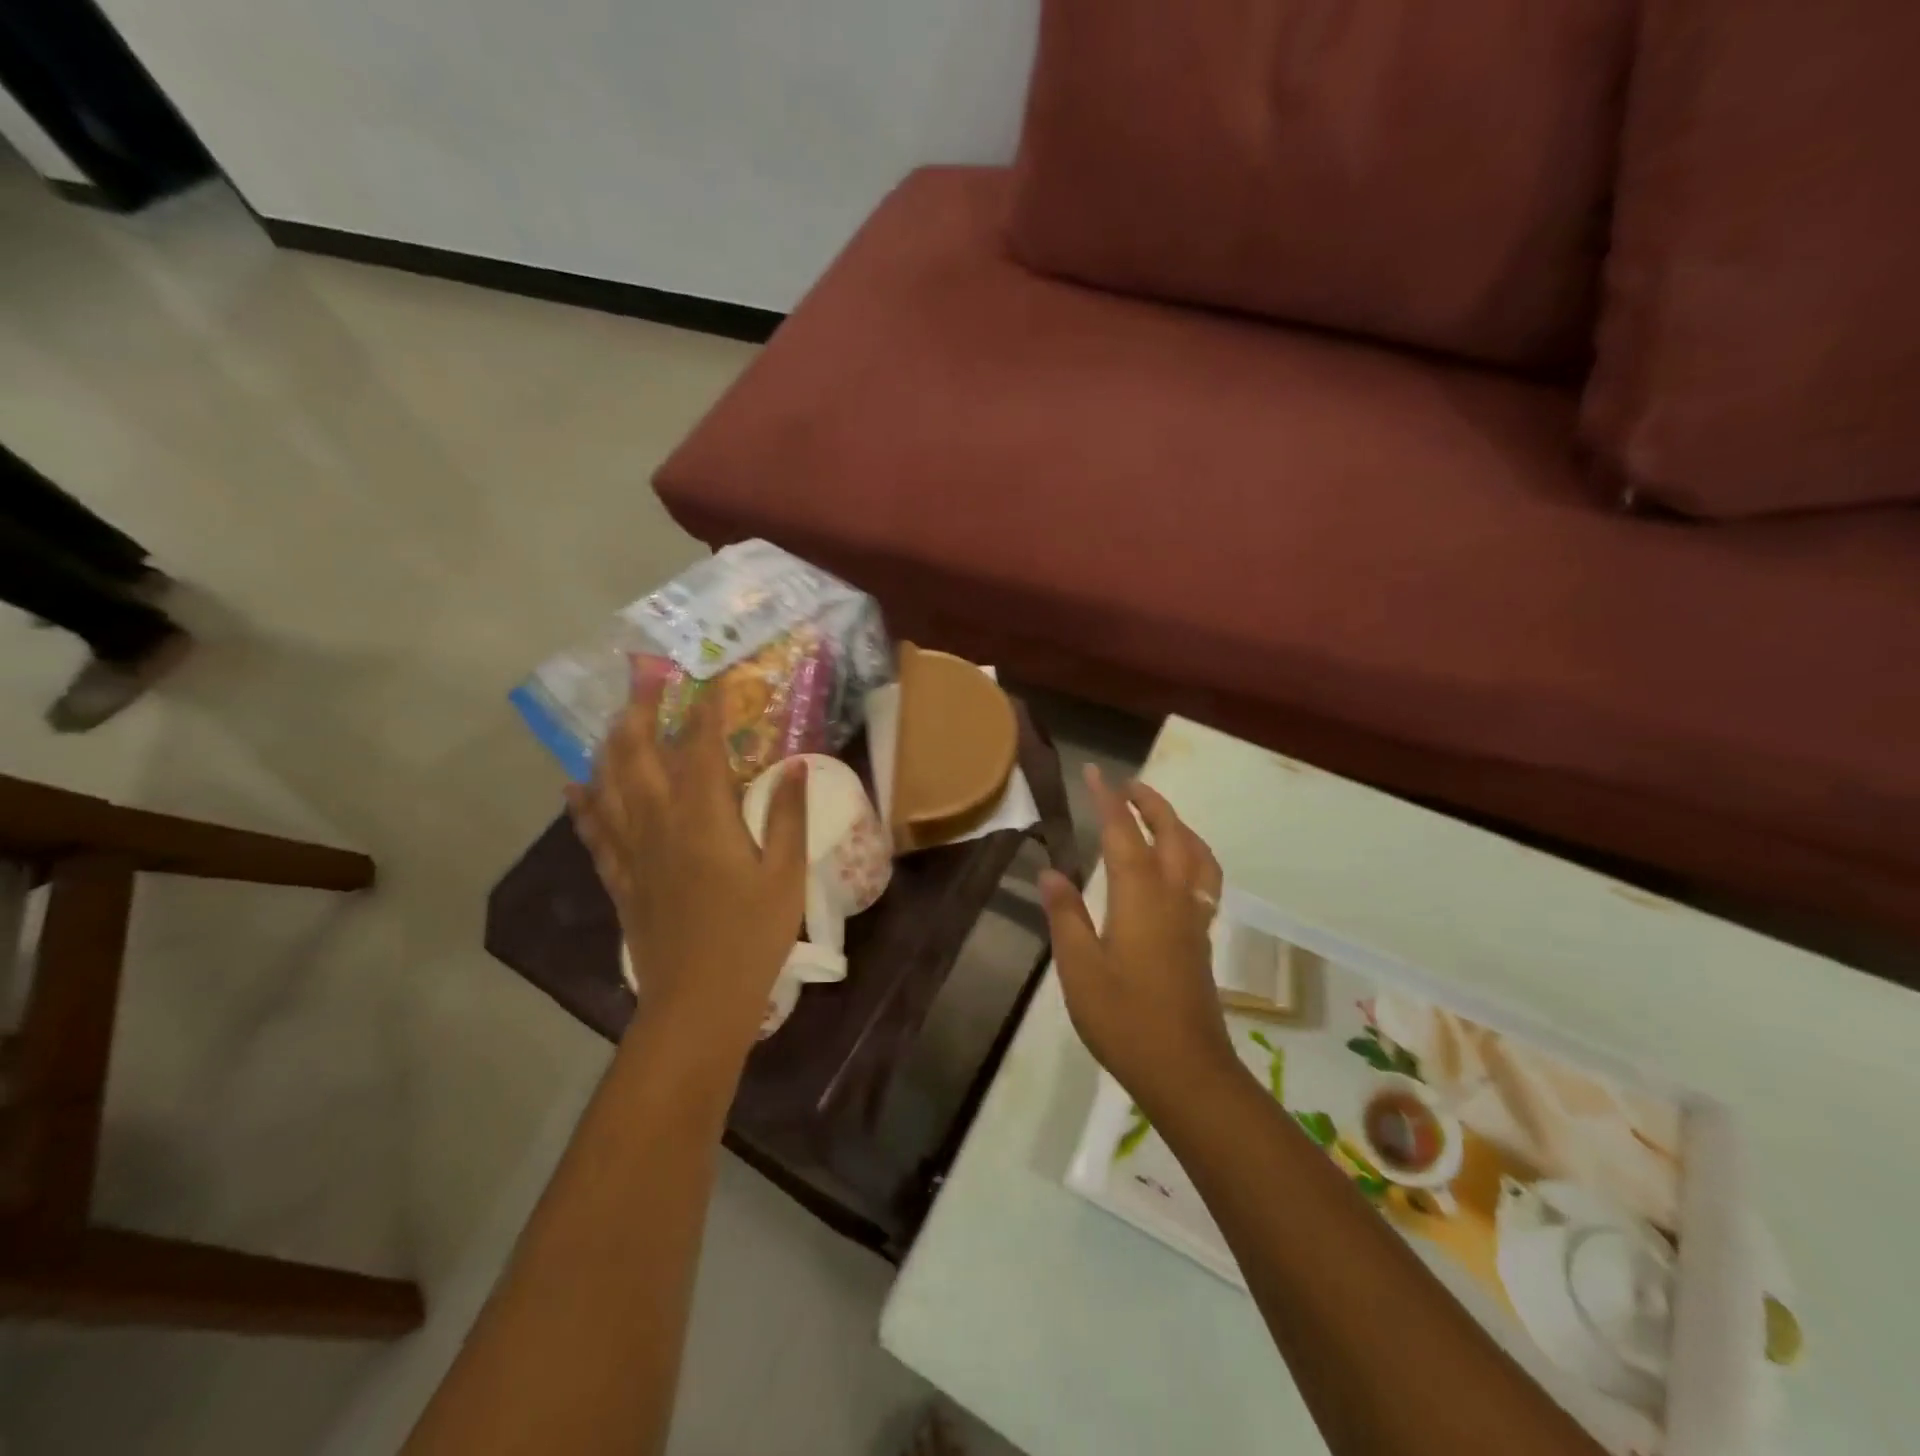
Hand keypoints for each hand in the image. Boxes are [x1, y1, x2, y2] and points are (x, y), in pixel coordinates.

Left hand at [566, 681, 807, 1052]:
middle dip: (641, 710)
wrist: (698, 1000)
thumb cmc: (752, 936)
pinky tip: (573, 785)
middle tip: (644, 676)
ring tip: (615, 717)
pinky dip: (582, 803)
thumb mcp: (787, 874)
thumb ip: (788, 816)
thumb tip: (795, 766)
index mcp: (703, 817)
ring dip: (610, 744)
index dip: (707, 708)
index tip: (712, 676)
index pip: (701, 746)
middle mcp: (658, 822)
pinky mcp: (620, 878)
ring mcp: (632, 850)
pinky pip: (592, 831)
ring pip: (608, 784)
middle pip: (638, 753)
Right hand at [1039, 765, 1233, 1115]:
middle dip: (1149, 803)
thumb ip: (1066, 916)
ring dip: (1177, 824)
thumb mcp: (1079, 968)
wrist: (1185, 1071)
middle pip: (1170, 833)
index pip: (1123, 833)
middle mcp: (1173, 897)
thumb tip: (1050, 871)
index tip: (1095, 772)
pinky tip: (1178, 867)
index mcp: (1140, 897)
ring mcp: (1194, 917)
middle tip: (1126, 785)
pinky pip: (1204, 878)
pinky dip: (1193, 854)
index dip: (1108, 800)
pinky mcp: (1202, 938)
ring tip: (1155, 816)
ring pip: (1196, 854)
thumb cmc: (1124, 1019)